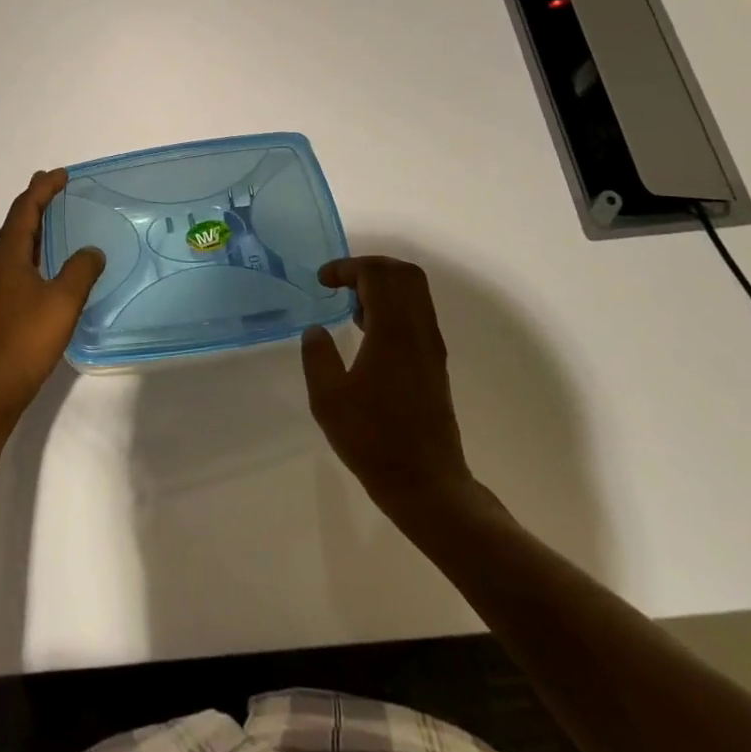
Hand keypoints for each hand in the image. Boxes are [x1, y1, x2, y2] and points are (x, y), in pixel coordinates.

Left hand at [0, 169, 104, 429]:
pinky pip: (15, 265)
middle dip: (35, 203)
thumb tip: (91, 251)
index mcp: (7, 256)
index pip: (24, 210)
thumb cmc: (25, 340)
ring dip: (33, 228)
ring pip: (13, 246)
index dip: (42, 189)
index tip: (61, 174)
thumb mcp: (63, 301)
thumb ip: (80, 270)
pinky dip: (32, 252)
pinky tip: (45, 267)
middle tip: (55, 187)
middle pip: (15, 223)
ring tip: (53, 220)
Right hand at [302, 256, 478, 541]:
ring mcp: (430, 346)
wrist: (426, 483)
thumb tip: (315, 330)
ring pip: (414, 293)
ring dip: (383, 286)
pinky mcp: (434, 363)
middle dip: (370, 268)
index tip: (323, 280)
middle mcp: (419, 330)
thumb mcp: (328, 399)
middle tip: (340, 283)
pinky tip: (368, 333)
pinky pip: (417, 314)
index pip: (378, 275)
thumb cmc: (373, 440)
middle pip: (404, 274)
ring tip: (350, 307)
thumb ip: (318, 356)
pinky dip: (393, 306)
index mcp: (393, 332)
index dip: (348, 267)